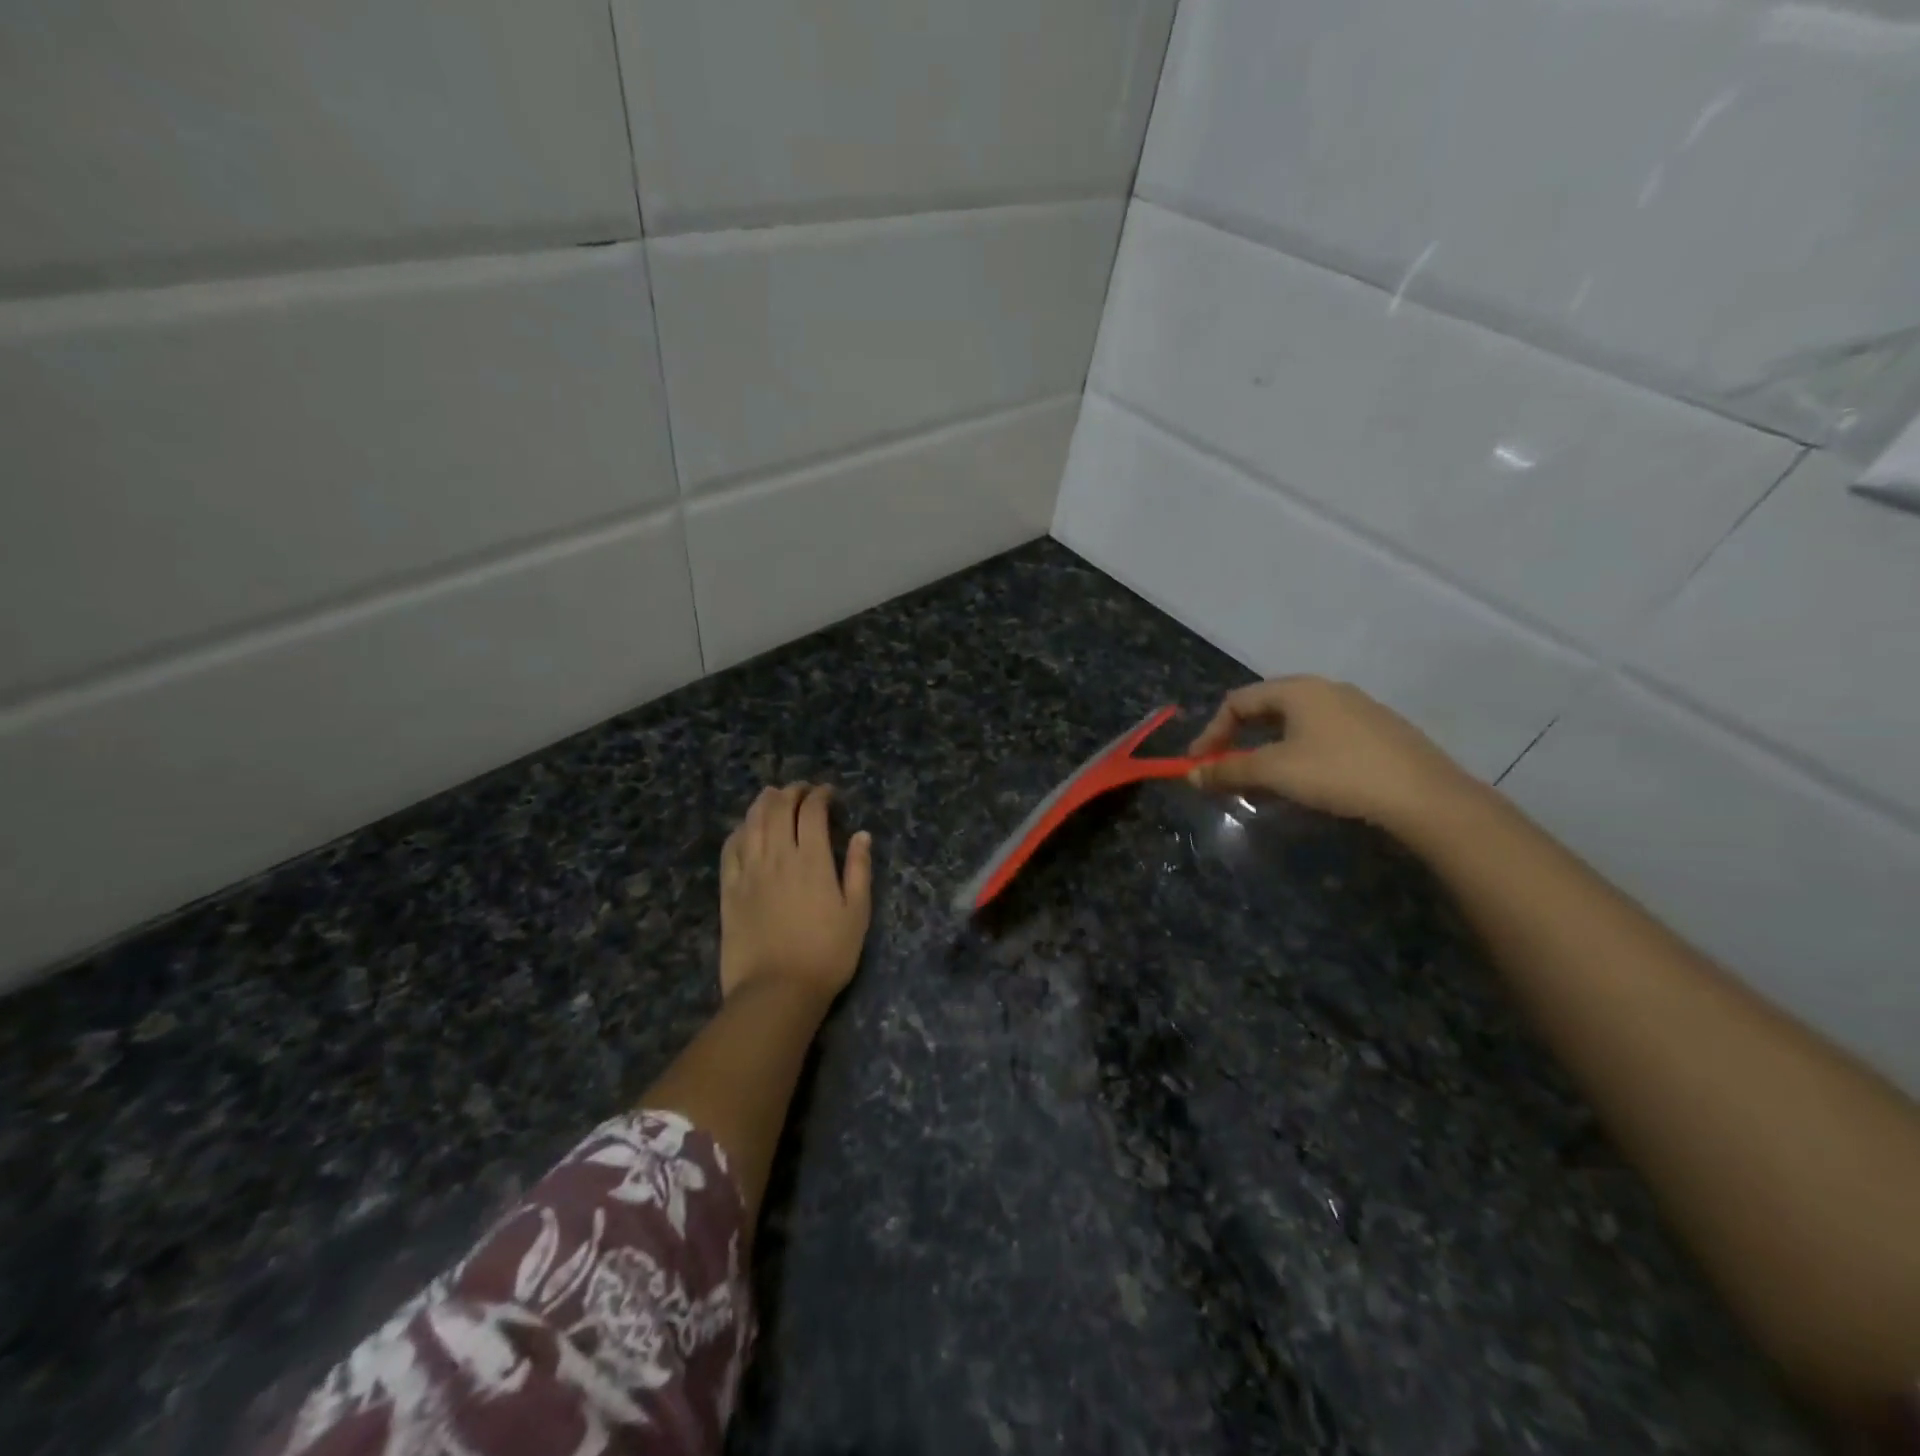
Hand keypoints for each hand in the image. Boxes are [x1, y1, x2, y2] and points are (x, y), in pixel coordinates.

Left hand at [719, 783, 872, 1004]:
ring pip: (752, 823)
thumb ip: (859, 869)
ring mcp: (749, 871)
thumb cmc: (826, 954)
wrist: (776, 991)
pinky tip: (744, 828)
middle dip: (791, 792)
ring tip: (772, 796)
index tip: (828, 793)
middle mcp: (777, 856)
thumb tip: (862, 834)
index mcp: (812, 859)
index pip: (812, 812)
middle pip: (778, 809)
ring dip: (763, 803)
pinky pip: (730, 849)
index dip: (819, 795)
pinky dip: (739, 831)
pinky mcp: (729, 890)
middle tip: (801, 790)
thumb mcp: (857, 913)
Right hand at [1187, 676, 1477, 835]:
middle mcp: (1326, 689)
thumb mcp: (1274, 772)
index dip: (1211, 732)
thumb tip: (1191, 774)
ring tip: (1261, 780)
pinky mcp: (1378, 732)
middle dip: (1238, 740)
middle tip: (1226, 769)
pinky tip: (1306, 782)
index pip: (1237, 701)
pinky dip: (1298, 754)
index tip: (1198, 764)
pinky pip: (1322, 735)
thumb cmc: (1338, 773)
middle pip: (1266, 708)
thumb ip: (1229, 771)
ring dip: (1267, 749)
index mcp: (1298, 689)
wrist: (1424, 796)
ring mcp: (1357, 709)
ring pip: (1296, 724)